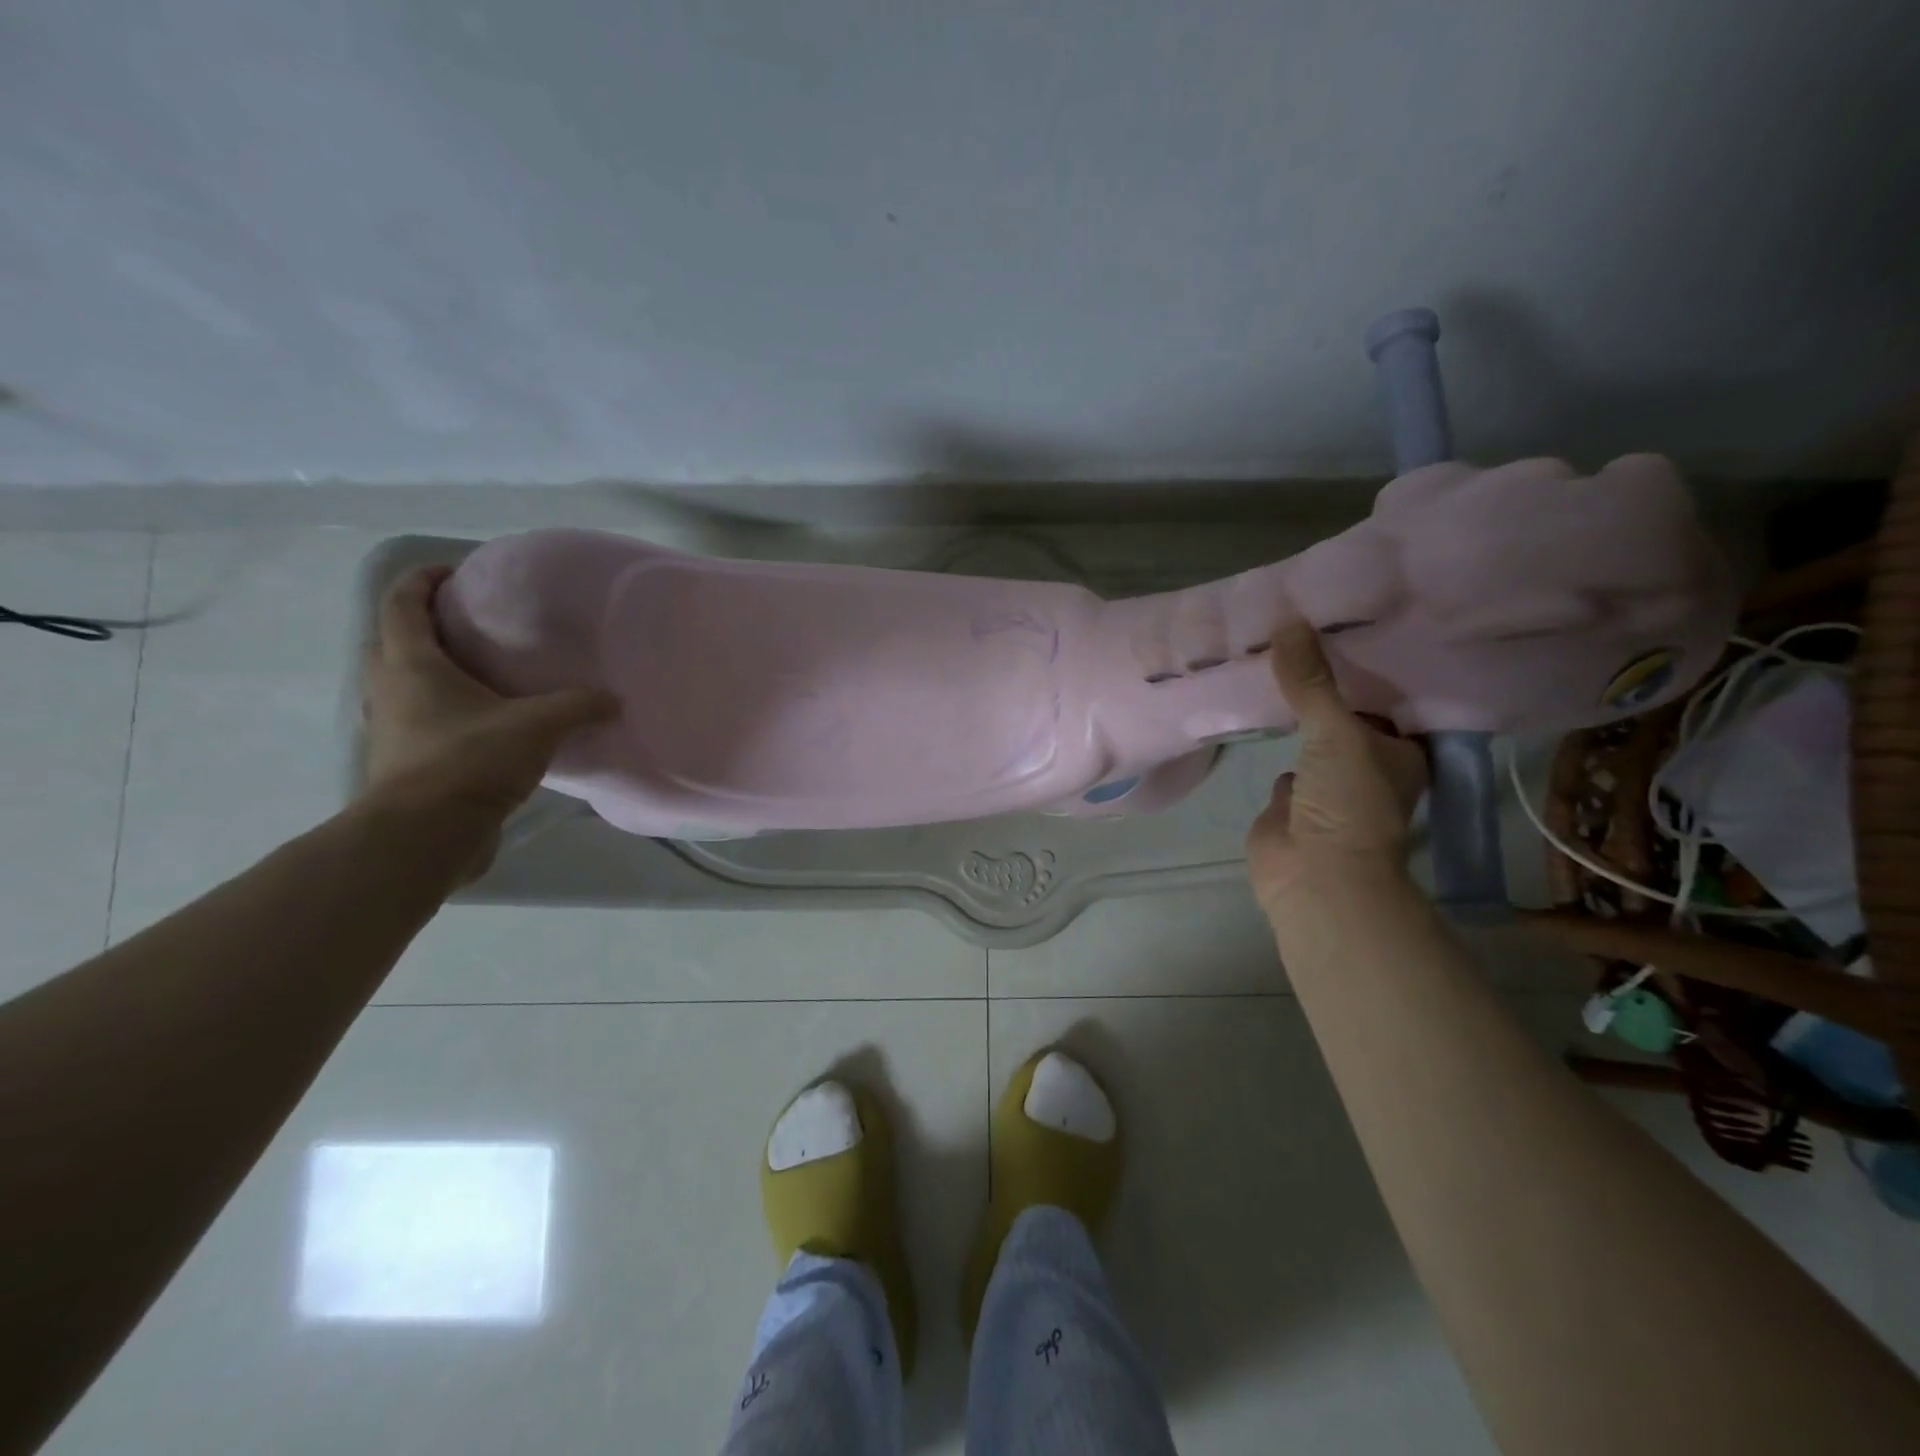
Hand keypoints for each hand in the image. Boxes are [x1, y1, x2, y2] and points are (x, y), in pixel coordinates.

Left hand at [361, 567, 618, 833]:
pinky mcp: (402, 762)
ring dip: (430, 671)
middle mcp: (390, 689)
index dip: (423, 580)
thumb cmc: (471, 760)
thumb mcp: (537, 726)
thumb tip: (615, 699)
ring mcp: (391, 728)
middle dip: (425, 626)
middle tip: (471, 625)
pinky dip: (441, 712)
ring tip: (479, 675)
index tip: (455, 573)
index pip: (402, 603)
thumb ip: (578, 707)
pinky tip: (482, 726)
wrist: (425, 835)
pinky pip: (417, 720)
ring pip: (401, 684)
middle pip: (394, 641)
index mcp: (412, 665)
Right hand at [1246, 621, 1427, 914]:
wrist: (1314, 875)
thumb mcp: (1336, 733)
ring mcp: (1327, 784)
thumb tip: (1287, 620)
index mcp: (1400, 750)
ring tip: (1273, 662)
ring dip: (1296, 711)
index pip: (1388, 697)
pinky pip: (1280, 758)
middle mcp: (1368, 764)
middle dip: (1326, 683)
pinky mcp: (1291, 800)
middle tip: (1301, 632)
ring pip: (1311, 736)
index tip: (1345, 623)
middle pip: (1346, 713)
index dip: (1370, 663)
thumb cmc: (1348, 802)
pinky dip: (1269, 739)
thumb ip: (1312, 682)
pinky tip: (1253, 710)